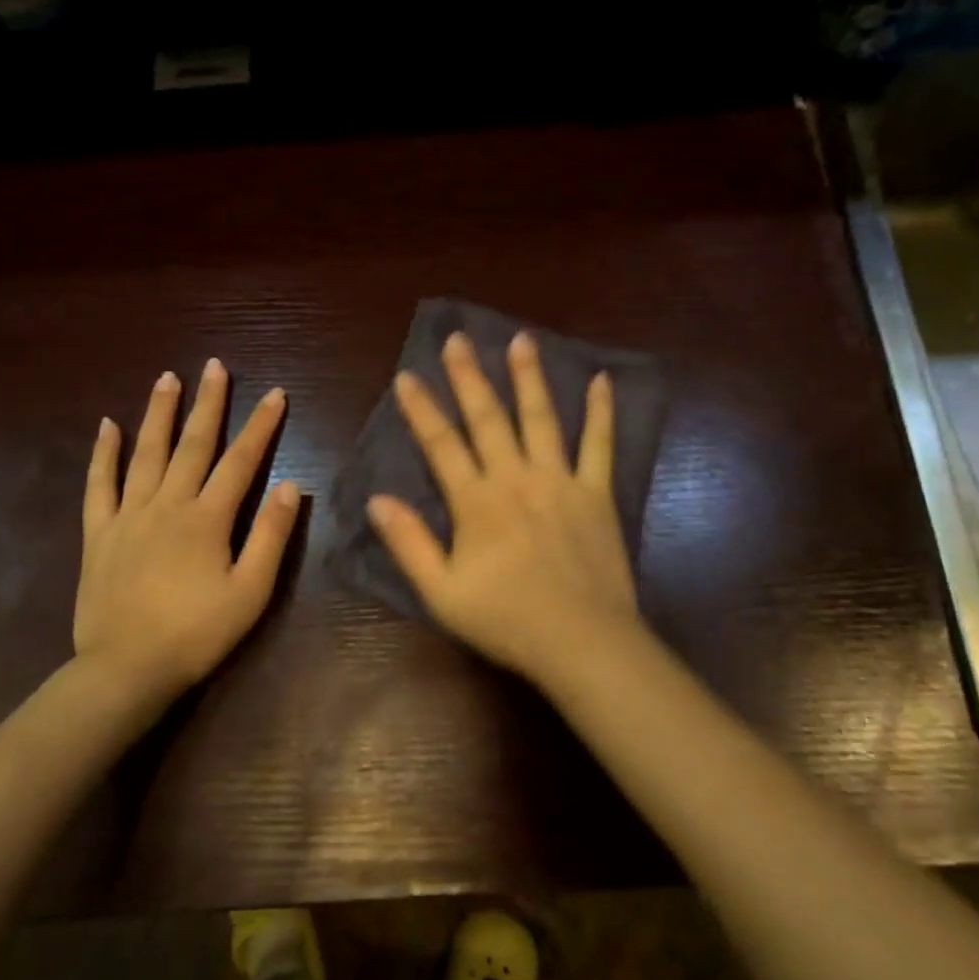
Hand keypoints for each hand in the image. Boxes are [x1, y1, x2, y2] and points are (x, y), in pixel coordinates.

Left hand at [75, 359, 300, 697]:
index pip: (241, 461)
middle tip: (213, 367)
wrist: (126, 670)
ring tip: (167, 378)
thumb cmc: (197, 634)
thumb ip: (270, 536)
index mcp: (207, 519)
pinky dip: (103, 454)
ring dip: (158, 413)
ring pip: (145, 453)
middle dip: (207, 404)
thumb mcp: (250, 591)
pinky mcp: (99, 534)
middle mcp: (167, 504)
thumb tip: (290, 485)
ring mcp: (128, 516)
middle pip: (192, 445)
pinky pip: (99, 485)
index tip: (275, 394)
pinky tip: (107, 426)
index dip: (261, 426)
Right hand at [366, 331, 647, 684]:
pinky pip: (600, 445)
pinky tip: (601, 380)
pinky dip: (601, 412)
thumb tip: (377, 500)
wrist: (582, 641)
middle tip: (458, 338)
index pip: (441, 445)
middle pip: (488, 418)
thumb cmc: (507, 620)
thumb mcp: (442, 593)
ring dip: (529, 377)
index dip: (422, 409)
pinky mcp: (597, 493)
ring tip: (521, 339)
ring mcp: (560, 481)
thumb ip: (409, 544)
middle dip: (470, 376)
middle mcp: (516, 479)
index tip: (408, 376)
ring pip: (541, 418)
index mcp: (476, 502)